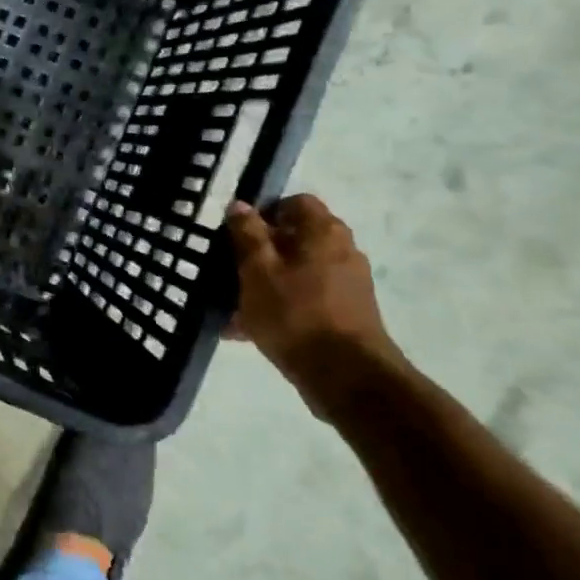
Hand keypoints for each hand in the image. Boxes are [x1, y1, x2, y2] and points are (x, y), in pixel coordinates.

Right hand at [225, 195, 401, 416]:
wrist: (346, 376)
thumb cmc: (294, 313)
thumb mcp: (256, 270)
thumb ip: (247, 234)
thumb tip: (240, 204)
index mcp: (323, 232)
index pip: (295, 203)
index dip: (264, 213)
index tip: (238, 235)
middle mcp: (342, 251)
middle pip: (295, 239)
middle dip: (261, 253)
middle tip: (231, 272)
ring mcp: (348, 284)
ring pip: (296, 272)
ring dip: (266, 283)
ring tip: (233, 308)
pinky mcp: (346, 314)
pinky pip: (305, 299)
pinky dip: (280, 307)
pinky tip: (249, 331)